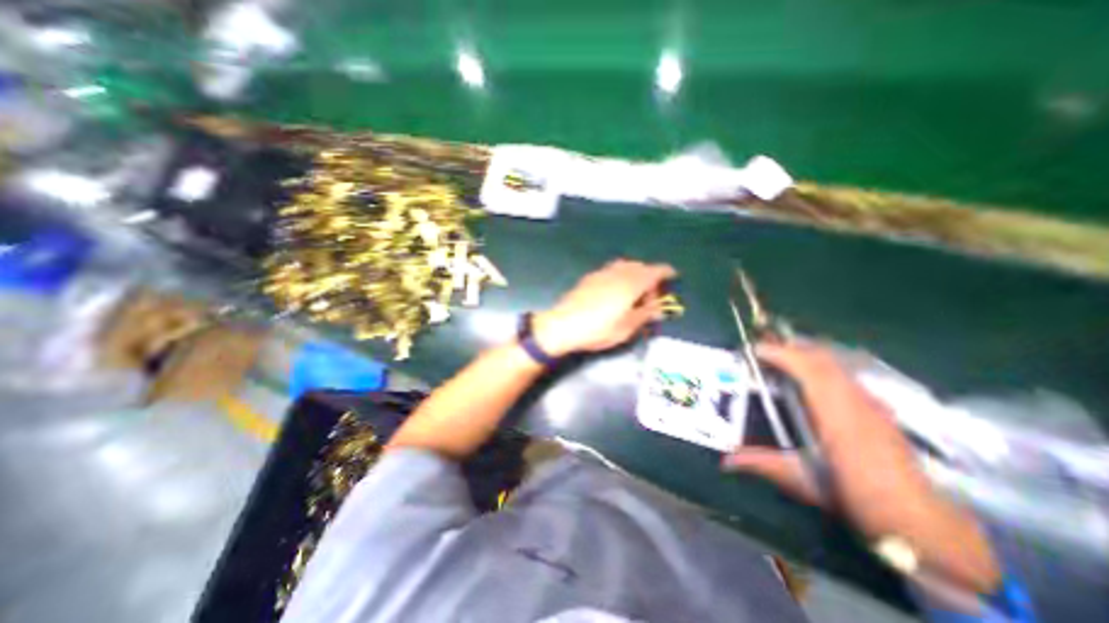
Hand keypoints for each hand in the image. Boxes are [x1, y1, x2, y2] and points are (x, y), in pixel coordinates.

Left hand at [530, 258, 674, 354]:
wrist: (563, 325)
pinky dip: (620, 275)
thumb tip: (658, 308)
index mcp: (631, 283)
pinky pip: (612, 270)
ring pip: (625, 266)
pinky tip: (615, 291)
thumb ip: (645, 315)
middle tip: (650, 296)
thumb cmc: (598, 329)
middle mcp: (618, 272)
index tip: (673, 276)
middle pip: (640, 266)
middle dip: (649, 276)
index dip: (666, 272)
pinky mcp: (590, 277)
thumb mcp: (626, 328)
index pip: (655, 271)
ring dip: (634, 274)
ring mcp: (602, 273)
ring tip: (634, 294)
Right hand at [725, 340, 1001, 592]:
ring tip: (781, 354)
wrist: (924, 523)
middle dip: (790, 347)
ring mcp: (871, 402)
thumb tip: (726, 462)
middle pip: (823, 359)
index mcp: (837, 417)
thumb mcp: (805, 482)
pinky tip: (811, 373)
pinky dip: (822, 363)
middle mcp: (856, 401)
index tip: (755, 349)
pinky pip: (845, 372)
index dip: (782, 354)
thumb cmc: (859, 499)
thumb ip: (763, 464)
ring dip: (806, 352)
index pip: (809, 370)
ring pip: (837, 363)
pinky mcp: (878, 407)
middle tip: (762, 347)